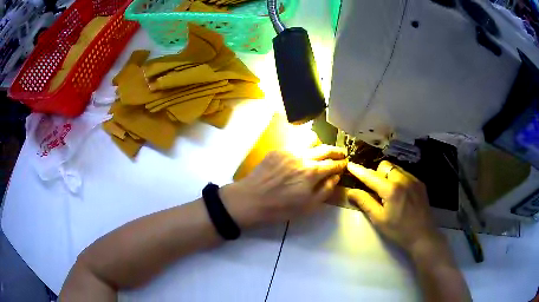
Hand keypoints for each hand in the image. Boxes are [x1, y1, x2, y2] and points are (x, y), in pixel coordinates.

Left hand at [220, 145, 347, 227]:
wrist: (251, 199)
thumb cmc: (281, 208)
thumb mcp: (308, 206)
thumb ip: (325, 190)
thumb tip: (336, 176)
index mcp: (313, 172)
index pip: (333, 164)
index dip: (342, 163)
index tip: (346, 163)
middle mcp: (303, 157)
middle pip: (325, 149)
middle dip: (336, 151)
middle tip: (341, 153)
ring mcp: (289, 151)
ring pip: (311, 142)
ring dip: (321, 146)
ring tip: (323, 152)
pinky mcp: (278, 150)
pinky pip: (296, 145)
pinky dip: (305, 148)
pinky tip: (303, 155)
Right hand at [347, 161, 443, 254]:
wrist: (423, 236)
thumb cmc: (399, 231)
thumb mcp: (379, 219)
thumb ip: (365, 202)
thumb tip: (351, 192)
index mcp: (391, 189)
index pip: (371, 176)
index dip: (359, 171)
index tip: (350, 165)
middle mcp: (403, 179)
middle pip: (385, 166)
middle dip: (377, 174)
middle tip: (375, 190)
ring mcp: (414, 180)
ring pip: (396, 169)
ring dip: (388, 176)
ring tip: (388, 192)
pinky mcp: (420, 184)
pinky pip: (405, 174)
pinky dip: (398, 179)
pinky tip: (400, 194)